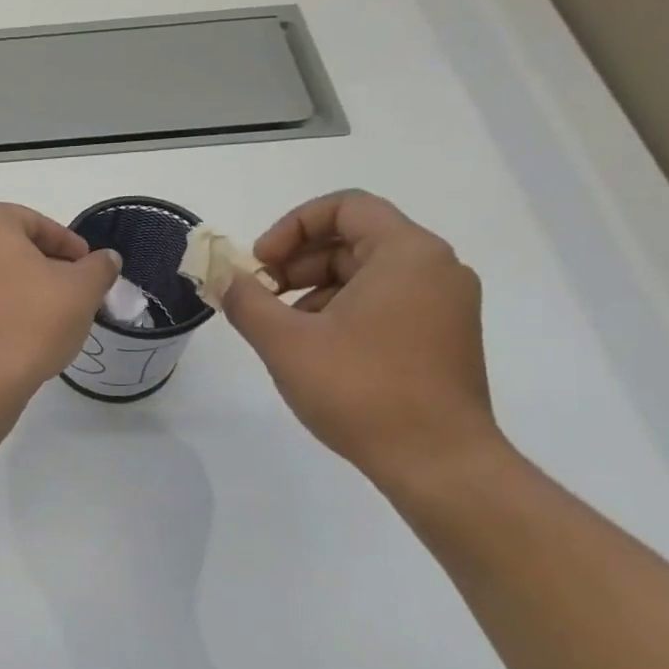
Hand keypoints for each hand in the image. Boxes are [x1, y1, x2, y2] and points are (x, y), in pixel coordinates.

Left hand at [0, 203, 120, 399]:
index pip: (35, 223)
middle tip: (73, 292)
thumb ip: (98, 267)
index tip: (90, 269)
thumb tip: (106, 259)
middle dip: (43, 267)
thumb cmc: (29, 321)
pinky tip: (18, 336)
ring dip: (19, 290)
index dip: (69, 246)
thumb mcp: (81, 289)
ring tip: (49, 318)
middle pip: (8, 248)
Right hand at [219, 191, 500, 485]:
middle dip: (297, 262)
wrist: (438, 462)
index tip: (259, 265)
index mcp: (406, 254)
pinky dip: (343, 310)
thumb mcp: (285, 342)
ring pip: (367, 273)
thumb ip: (246, 300)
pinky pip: (385, 301)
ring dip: (315, 289)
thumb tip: (222, 275)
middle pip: (354, 239)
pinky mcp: (443, 336)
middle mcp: (436, 268)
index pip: (345, 207)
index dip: (291, 227)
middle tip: (259, 296)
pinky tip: (315, 349)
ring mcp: (445, 304)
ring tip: (282, 328)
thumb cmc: (360, 390)